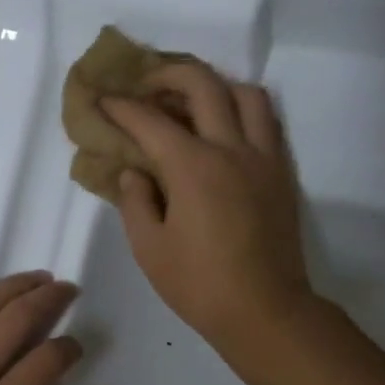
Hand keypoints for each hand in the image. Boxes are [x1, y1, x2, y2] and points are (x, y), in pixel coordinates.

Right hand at [101, 63, 313, 355]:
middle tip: (146, 86)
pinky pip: (267, 121)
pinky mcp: (282, 172)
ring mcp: (263, 157)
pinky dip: (243, 110)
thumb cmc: (199, 286)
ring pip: (245, 93)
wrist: (265, 311)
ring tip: (192, 102)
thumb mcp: (149, 249)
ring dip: (214, 86)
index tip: (103, 100)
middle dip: (168, 73)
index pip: (150, 120)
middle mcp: (231, 149)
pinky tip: (225, 129)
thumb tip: (135, 173)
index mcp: (193, 168)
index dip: (121, 107)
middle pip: (202, 84)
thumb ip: (136, 202)